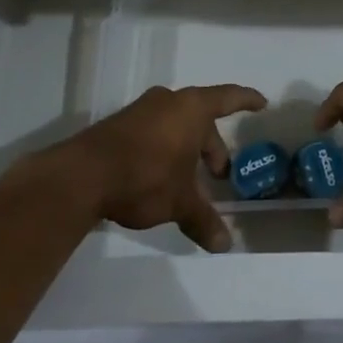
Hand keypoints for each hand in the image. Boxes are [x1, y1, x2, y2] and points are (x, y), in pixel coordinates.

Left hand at [56, 83, 265, 251]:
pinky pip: (153, 132)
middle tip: (218, 174)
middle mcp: (167, 102)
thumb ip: (204, 219)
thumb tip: (224, 245)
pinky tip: (160, 178)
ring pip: (175, 126)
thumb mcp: (180, 202)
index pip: (228, 98)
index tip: (262, 104)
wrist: (80, 177)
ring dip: (187, 149)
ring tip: (189, 181)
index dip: (247, 100)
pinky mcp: (117, 126)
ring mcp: (139, 111)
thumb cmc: (145, 178)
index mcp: (191, 109)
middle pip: (201, 118)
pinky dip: (164, 150)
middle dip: (212, 146)